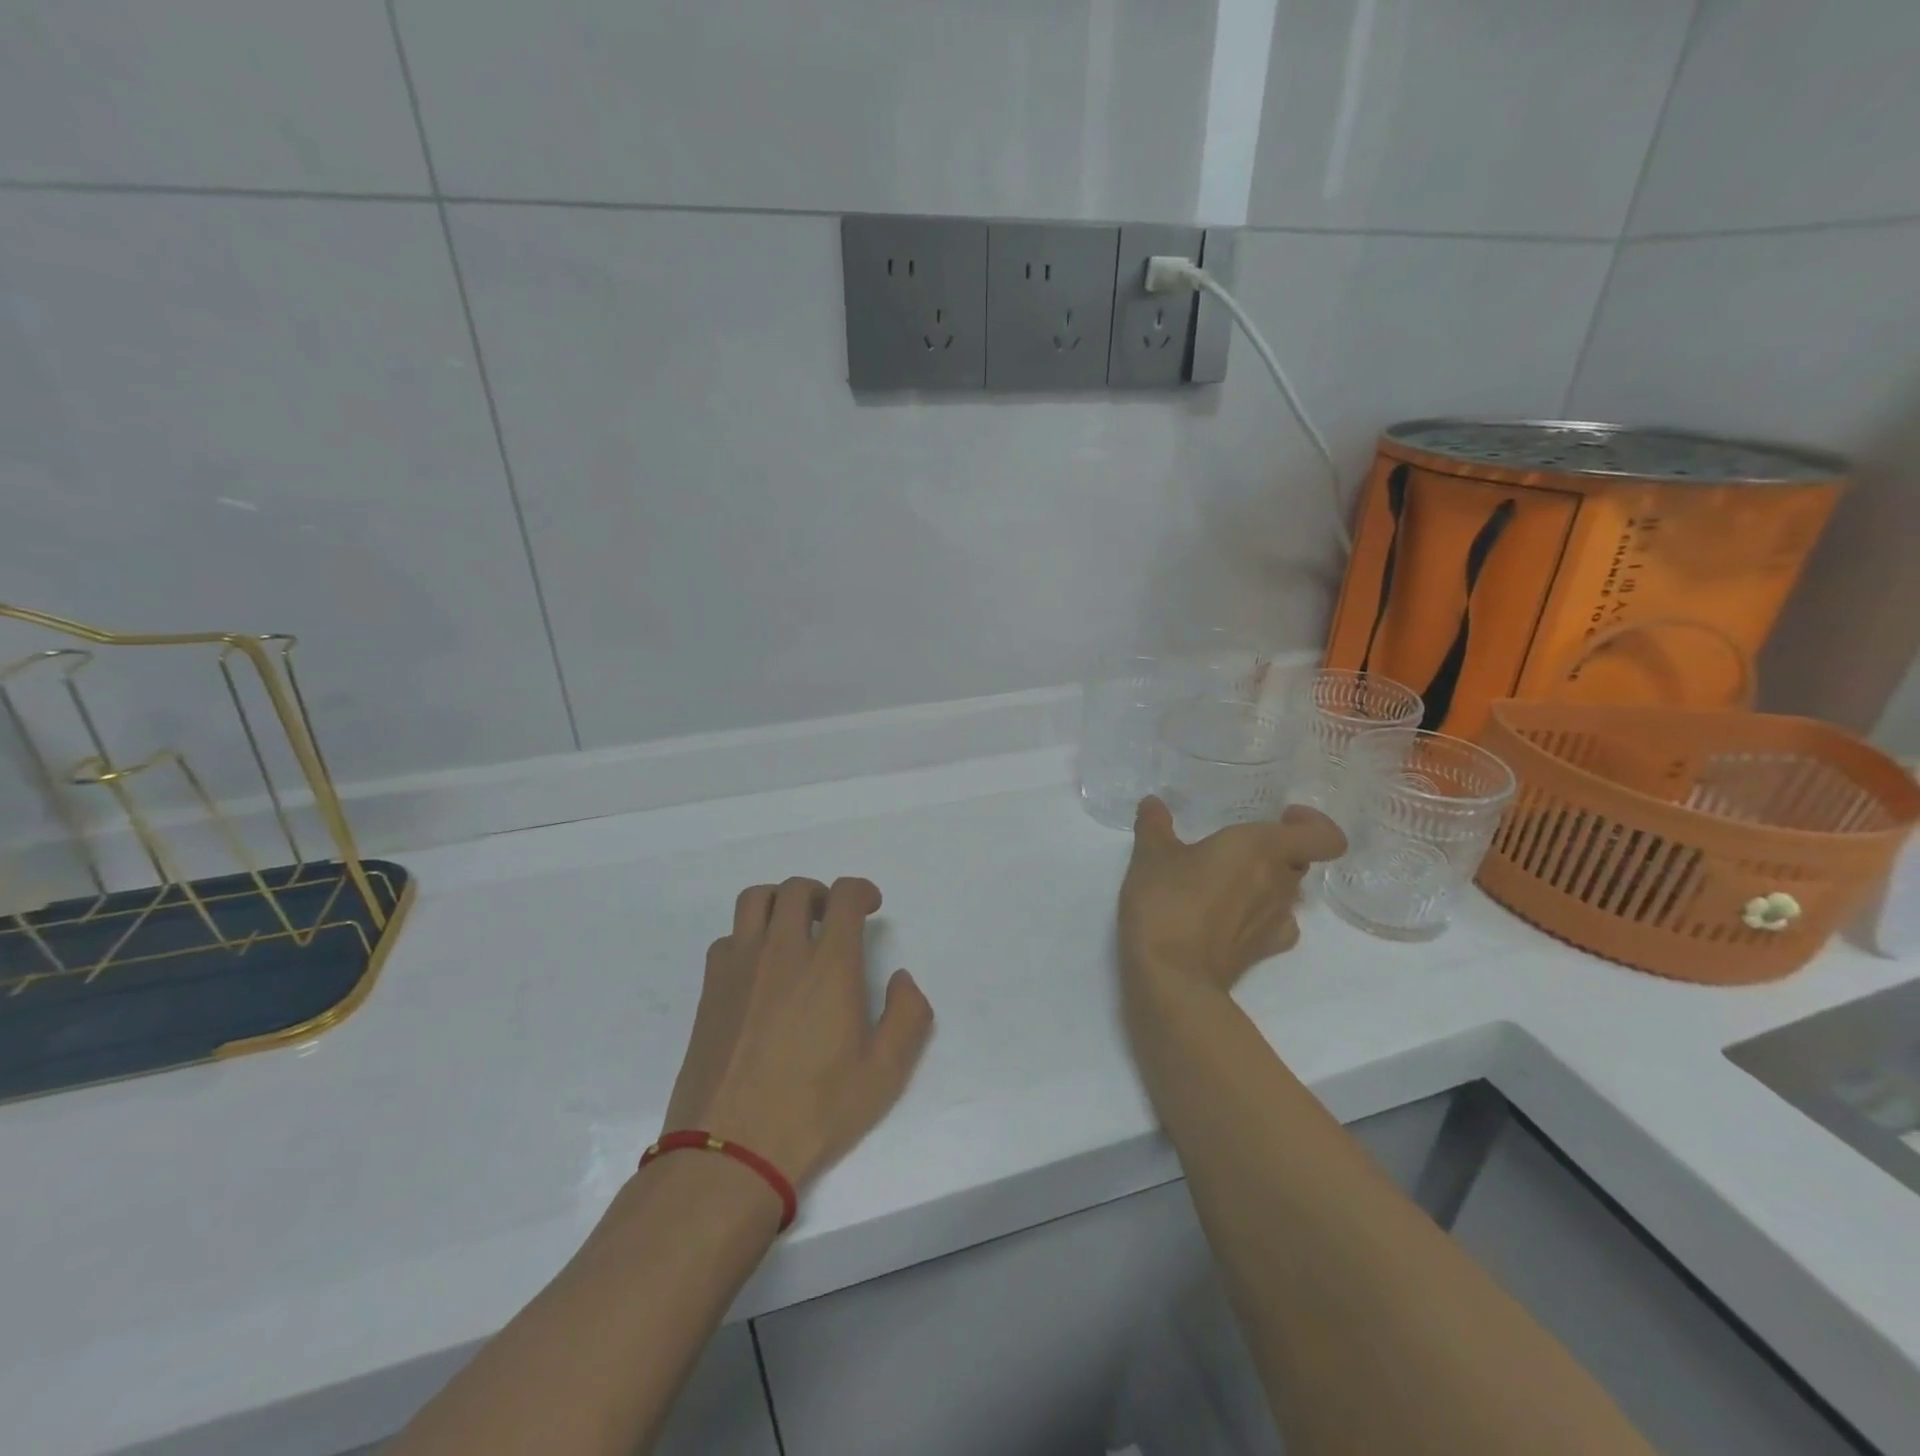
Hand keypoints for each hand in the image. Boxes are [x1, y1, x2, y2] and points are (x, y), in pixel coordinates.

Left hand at [662, 877, 933, 1191]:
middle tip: (832, 919)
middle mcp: (781, 952)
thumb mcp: (885, 1073)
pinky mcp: (710, 989)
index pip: (844, 896)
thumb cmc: (815, 1111)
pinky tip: (758, 970)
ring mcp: (739, 967)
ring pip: (755, 900)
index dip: (861, 890)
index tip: (869, 905)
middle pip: (797, 889)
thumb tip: (901, 979)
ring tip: (792, 930)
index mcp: (829, 965)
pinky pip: (729, 938)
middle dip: (821, 893)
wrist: (730, 1151)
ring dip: (780, 902)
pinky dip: (748, 937)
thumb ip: (908, 1016)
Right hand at [1119, 797, 1345, 994]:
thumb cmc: (1167, 902)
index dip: (1313, 823)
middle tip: (1238, 848)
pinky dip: (1262, 914)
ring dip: (1266, 882)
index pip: (1325, 836)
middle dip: (1276, 850)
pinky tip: (1232, 915)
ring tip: (1226, 881)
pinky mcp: (1266, 950)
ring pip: (1288, 891)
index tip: (1281, 816)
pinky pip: (1278, 923)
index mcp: (1260, 847)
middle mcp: (1279, 881)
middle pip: (1300, 860)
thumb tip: (1152, 803)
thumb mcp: (1150, 856)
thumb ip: (1154, 825)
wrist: (1172, 977)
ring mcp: (1278, 920)